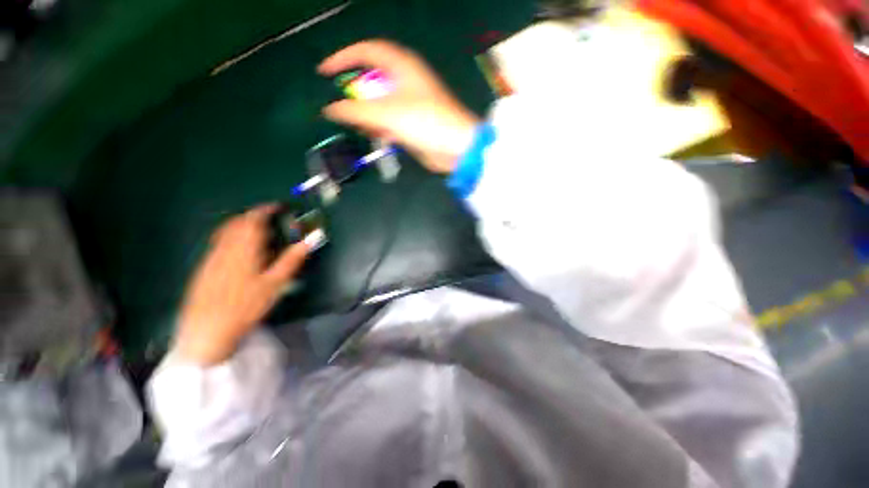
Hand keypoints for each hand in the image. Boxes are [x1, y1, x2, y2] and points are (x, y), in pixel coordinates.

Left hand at [174, 204, 308, 364]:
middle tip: (269, 218)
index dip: (265, 209)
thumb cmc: (246, 306)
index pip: (253, 220)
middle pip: (236, 223)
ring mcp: (211, 258)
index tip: (277, 206)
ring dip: (241, 225)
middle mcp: (224, 248)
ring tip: (257, 232)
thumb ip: (292, 259)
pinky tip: (239, 251)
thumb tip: (310, 240)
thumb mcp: (275, 283)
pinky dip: (231, 238)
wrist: (208, 330)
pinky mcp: (204, 268)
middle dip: (253, 216)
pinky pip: (218, 243)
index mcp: (243, 249)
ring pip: (225, 232)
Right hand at [319, 40, 479, 173]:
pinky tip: (380, 136)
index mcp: (402, 65)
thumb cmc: (425, 122)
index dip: (343, 58)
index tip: (325, 73)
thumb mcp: (387, 114)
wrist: (456, 148)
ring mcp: (411, 102)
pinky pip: (391, 120)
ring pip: (381, 102)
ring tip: (364, 127)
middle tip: (346, 108)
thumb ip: (356, 111)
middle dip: (357, 92)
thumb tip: (330, 110)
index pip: (366, 50)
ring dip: (369, 114)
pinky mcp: (414, 122)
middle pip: (373, 78)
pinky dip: (382, 127)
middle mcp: (406, 80)